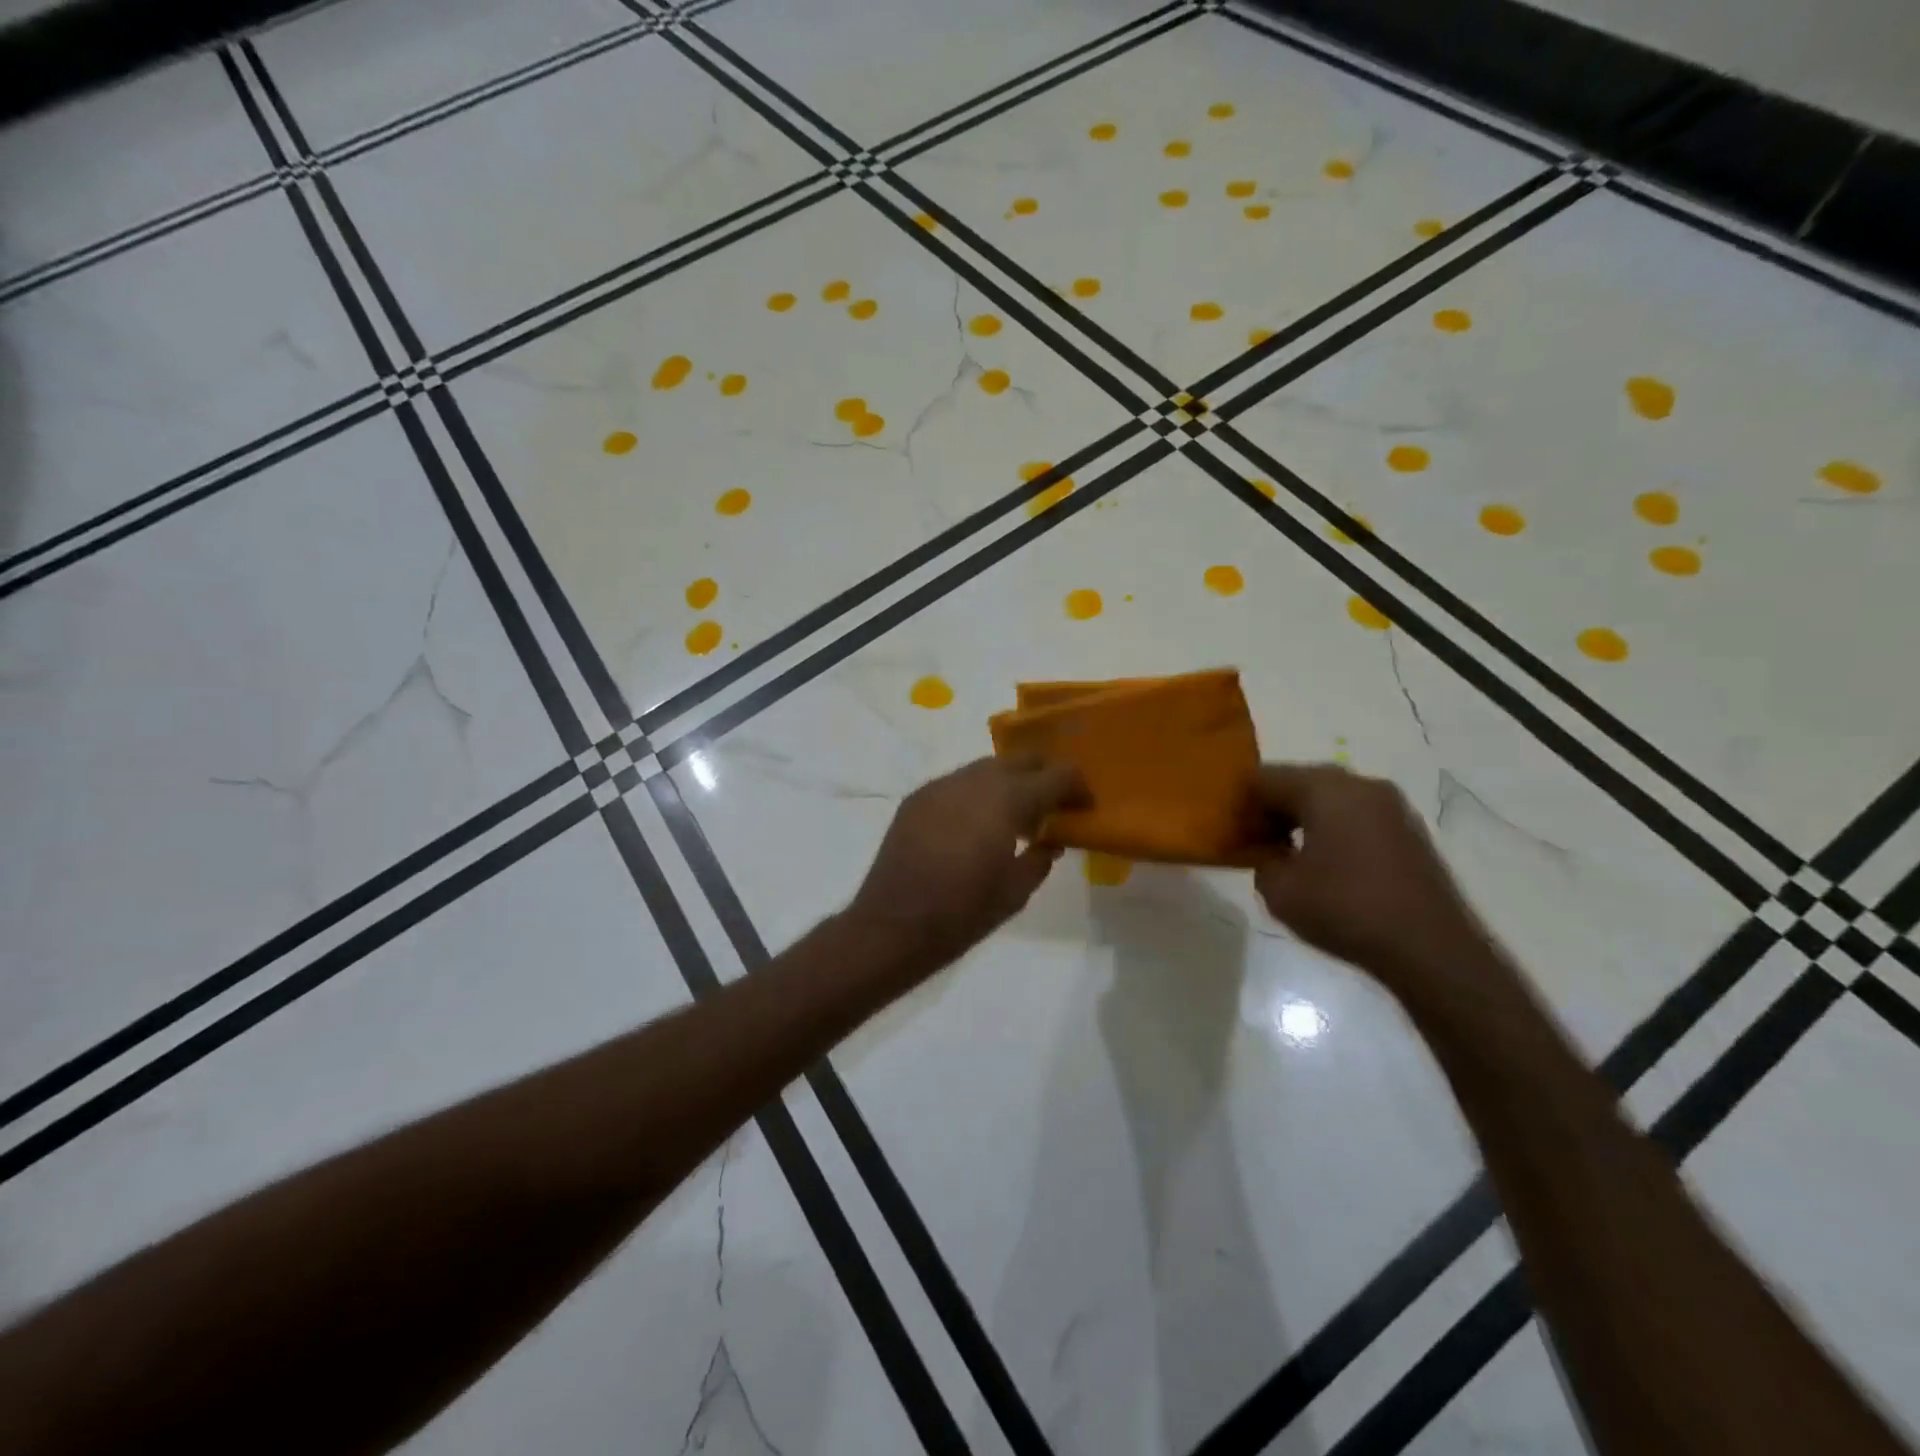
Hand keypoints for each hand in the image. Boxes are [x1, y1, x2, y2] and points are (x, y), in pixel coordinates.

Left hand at [848, 755, 1087, 969]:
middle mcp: (975, 780)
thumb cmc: (963, 912)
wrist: (894, 924)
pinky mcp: (918, 797)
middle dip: (1043, 776)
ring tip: (1013, 817)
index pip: (1056, 775)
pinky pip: (958, 783)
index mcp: (1007, 800)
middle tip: (1052, 806)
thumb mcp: (1016, 892)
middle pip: (1021, 759)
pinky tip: (975, 824)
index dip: (1077, 787)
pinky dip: (977, 794)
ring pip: (987, 767)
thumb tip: (1050, 841)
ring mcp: (942, 785)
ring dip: (1008, 783)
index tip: (1084, 807)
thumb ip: (1040, 858)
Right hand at [1251, 763, 1497, 997]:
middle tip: (1255, 843)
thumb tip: (1269, 850)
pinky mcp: (1408, 830)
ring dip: (1303, 819)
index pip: (1264, 778)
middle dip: (1272, 809)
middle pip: (1299, 782)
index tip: (1231, 834)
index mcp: (1324, 789)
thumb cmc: (1346, 910)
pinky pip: (1355, 816)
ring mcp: (1390, 806)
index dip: (1240, 803)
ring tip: (1289, 857)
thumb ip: (1261, 859)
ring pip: (1329, 798)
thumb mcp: (1279, 890)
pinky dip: (1332, 830)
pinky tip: (1326, 867)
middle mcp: (1359, 784)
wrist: (1431, 950)